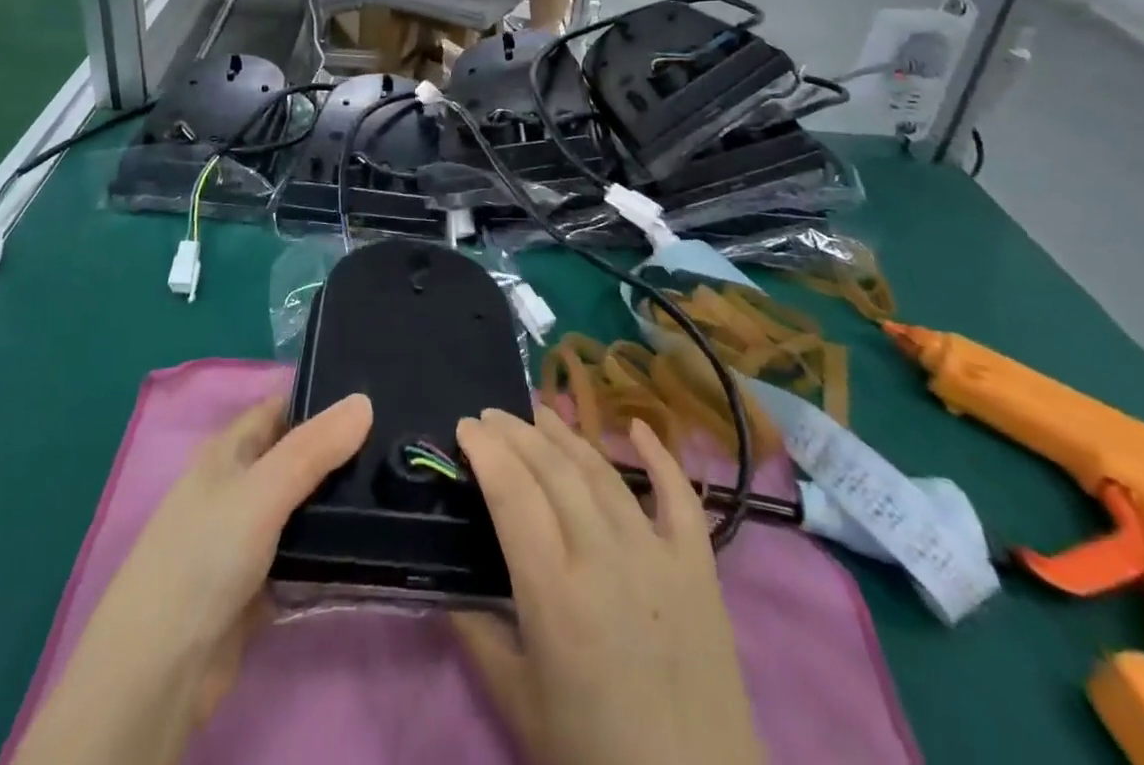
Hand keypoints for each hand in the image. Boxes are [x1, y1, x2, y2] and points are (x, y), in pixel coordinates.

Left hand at [13, 391, 372, 764]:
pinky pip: (303, 554)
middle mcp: (237, 486)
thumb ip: (314, 448)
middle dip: (339, 451)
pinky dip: (329, 549)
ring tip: (396, 483)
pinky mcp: (259, 585)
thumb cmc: (204, 556)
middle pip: (296, 457)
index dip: (323, 400)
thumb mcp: (262, 490)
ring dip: (337, 501)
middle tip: (399, 443)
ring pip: (302, 507)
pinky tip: (370, 540)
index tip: (376, 396)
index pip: (282, 409)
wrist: (159, 671)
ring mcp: (247, 537)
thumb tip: (364, 400)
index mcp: (228, 451)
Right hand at [452, 405, 763, 764]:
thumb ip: (477, 636)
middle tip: (492, 415)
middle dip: (516, 432)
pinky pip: (680, 497)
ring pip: (603, 472)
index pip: (512, 495)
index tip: (466, 426)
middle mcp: (604, 558)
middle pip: (553, 470)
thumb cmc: (596, 759)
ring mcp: (657, 556)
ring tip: (539, 412)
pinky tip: (638, 426)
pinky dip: (659, 456)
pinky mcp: (699, 567)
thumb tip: (445, 587)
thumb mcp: (519, 704)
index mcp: (555, 594)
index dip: (486, 451)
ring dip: (567, 434)